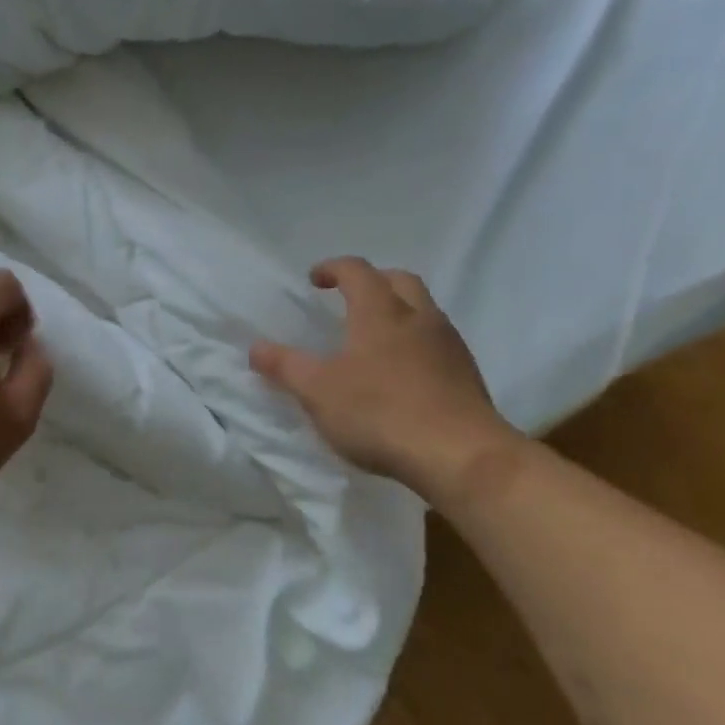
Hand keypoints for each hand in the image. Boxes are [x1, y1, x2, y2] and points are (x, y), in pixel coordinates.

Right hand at [250, 257, 520, 506]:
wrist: (461, 456)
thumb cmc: (380, 413)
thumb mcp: (317, 392)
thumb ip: (285, 366)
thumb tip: (255, 347)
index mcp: (380, 312)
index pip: (357, 271)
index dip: (334, 268)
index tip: (315, 280)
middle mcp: (419, 318)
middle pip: (400, 280)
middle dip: (374, 281)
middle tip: (351, 299)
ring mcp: (450, 346)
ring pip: (425, 310)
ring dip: (400, 312)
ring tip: (376, 339)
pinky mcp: (468, 375)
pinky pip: (439, 343)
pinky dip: (418, 344)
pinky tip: (403, 374)